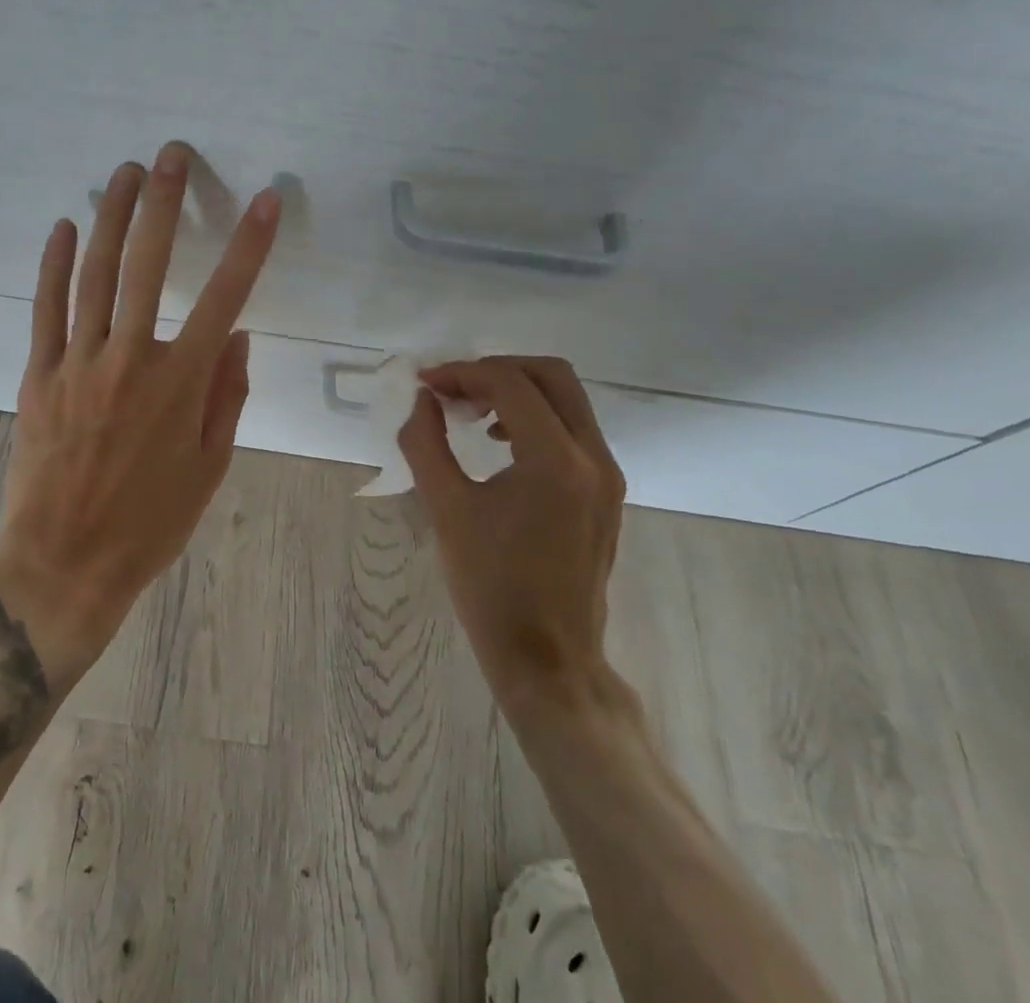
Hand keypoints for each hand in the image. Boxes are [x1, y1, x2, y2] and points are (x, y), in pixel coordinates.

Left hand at [0, 142, 280, 686]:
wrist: (65, 564)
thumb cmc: (150, 522)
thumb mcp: (211, 467)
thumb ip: (227, 394)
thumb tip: (239, 334)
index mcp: (181, 384)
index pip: (226, 298)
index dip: (250, 246)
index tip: (267, 201)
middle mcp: (131, 360)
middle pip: (148, 266)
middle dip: (163, 203)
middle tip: (172, 156)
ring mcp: (79, 363)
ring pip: (95, 274)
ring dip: (111, 217)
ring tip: (124, 172)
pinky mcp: (40, 374)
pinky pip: (47, 308)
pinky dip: (53, 264)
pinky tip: (63, 225)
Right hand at [397, 356, 627, 713]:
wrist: (548, 659)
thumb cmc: (491, 587)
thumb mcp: (446, 509)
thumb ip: (425, 444)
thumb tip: (422, 401)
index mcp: (555, 461)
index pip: (510, 384)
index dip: (462, 373)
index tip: (425, 384)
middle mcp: (593, 457)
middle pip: (551, 375)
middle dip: (496, 370)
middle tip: (453, 389)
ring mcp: (607, 475)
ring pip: (567, 399)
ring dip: (517, 391)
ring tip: (469, 413)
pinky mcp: (606, 493)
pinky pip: (573, 430)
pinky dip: (535, 417)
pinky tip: (498, 443)